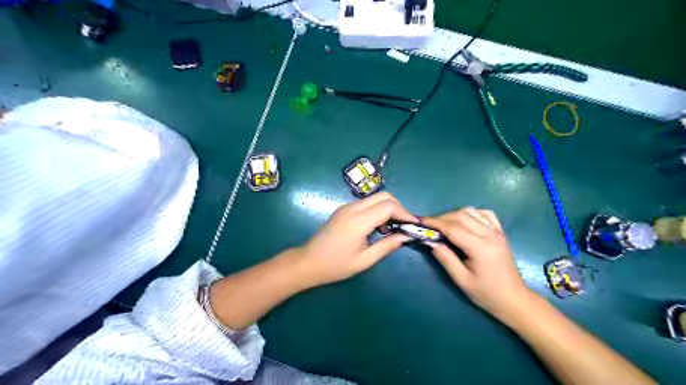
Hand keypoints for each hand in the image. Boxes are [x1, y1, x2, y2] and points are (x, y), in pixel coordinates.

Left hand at [292, 193, 413, 287]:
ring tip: (394, 227)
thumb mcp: (364, 260)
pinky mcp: (343, 209)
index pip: (388, 206)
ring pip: (375, 198)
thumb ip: (387, 246)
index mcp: (358, 221)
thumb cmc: (336, 265)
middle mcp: (352, 208)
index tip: (414, 224)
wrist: (308, 262)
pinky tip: (379, 226)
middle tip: (405, 224)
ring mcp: (346, 207)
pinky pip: (366, 203)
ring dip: (388, 208)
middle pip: (383, 196)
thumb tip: (405, 236)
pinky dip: (378, 210)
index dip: (404, 213)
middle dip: (398, 207)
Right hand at [424, 208, 529, 318]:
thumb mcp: (461, 280)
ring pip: (472, 212)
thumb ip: (445, 258)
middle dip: (442, 218)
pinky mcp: (500, 233)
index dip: (435, 223)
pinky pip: (485, 214)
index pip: (453, 228)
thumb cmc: (486, 293)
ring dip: (454, 214)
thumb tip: (430, 241)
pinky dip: (471, 213)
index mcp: (481, 247)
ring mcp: (497, 232)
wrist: (513, 299)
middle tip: (429, 226)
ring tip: (443, 225)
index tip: (420, 222)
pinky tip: (464, 221)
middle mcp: (490, 235)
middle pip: (461, 215)